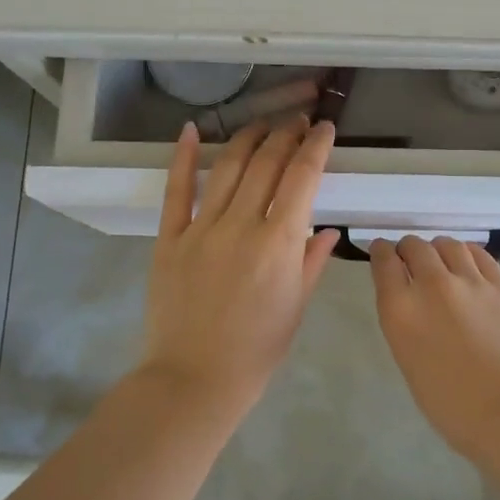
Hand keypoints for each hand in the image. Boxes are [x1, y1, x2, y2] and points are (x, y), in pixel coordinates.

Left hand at [140, 116, 340, 409]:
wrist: (194, 379)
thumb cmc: (257, 350)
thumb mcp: (297, 306)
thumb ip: (313, 261)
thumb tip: (330, 229)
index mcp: (279, 243)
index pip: (302, 178)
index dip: (316, 147)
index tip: (325, 128)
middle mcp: (241, 225)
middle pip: (267, 163)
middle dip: (286, 134)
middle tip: (298, 120)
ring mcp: (201, 229)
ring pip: (228, 167)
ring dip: (249, 137)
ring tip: (264, 122)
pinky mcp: (170, 238)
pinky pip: (177, 190)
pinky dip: (185, 157)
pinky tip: (192, 129)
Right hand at [368, 235, 499, 457]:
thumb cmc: (451, 405)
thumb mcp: (409, 362)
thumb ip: (405, 323)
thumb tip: (411, 302)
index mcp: (401, 310)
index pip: (383, 262)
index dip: (380, 252)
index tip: (381, 252)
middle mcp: (432, 285)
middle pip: (414, 246)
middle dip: (408, 249)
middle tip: (411, 259)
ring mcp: (470, 281)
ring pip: (447, 244)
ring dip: (438, 249)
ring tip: (441, 260)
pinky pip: (479, 255)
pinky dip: (467, 254)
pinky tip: (467, 262)